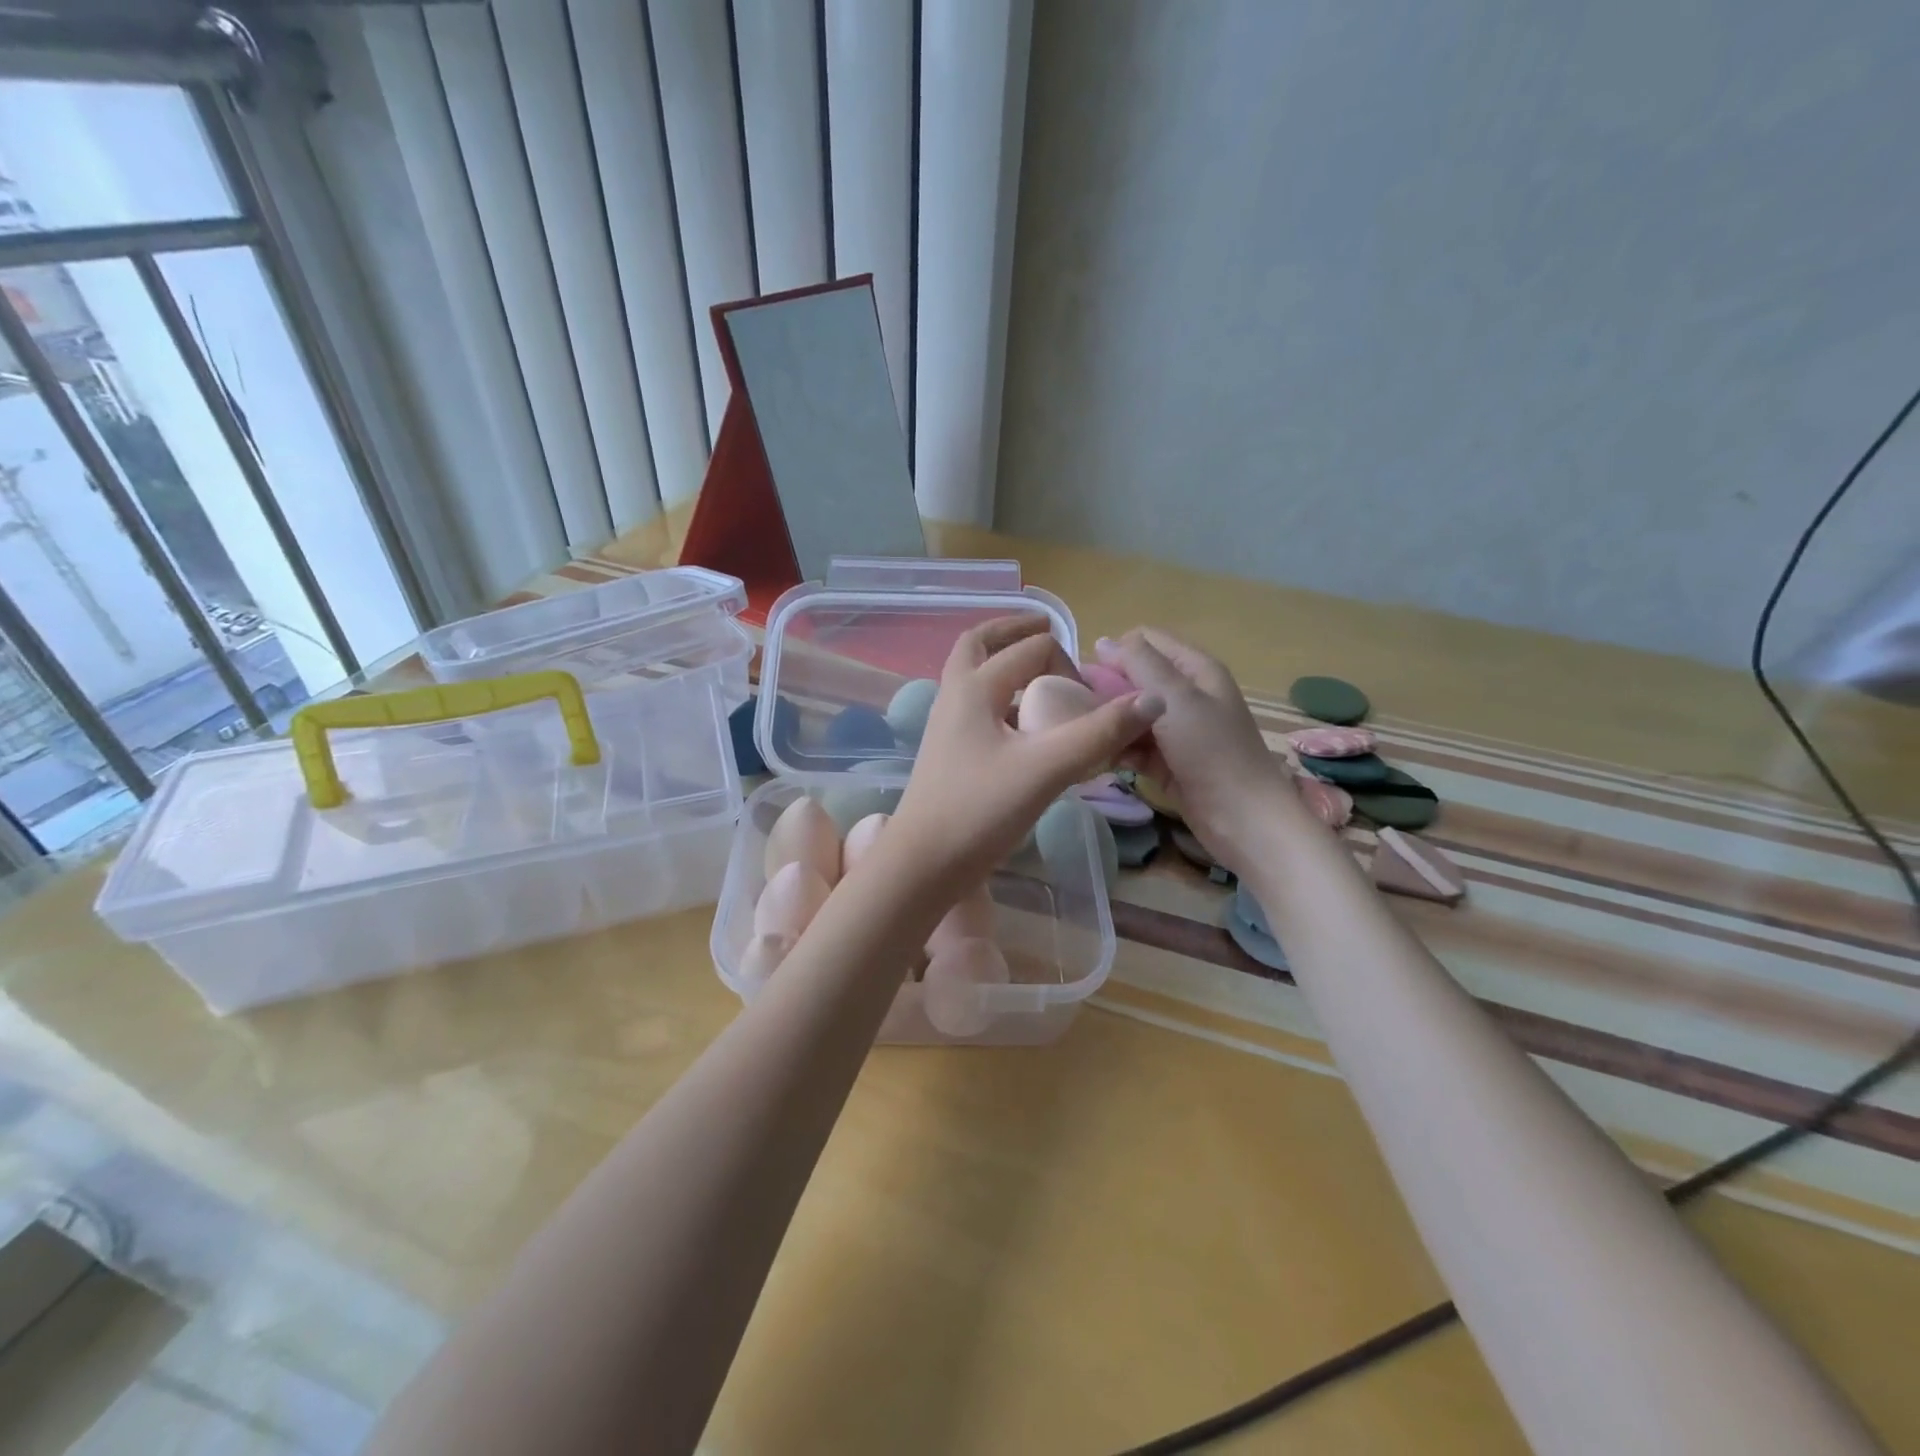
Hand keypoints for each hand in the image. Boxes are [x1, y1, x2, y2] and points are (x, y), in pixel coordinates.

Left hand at [890, 616, 1165, 886]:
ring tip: (1040, 673)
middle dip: (1015, 632)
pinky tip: (1025, 727)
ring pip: (973, 676)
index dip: (1068, 665)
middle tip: (1047, 628)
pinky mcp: (948, 753)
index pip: (1030, 649)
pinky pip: (977, 708)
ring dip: (1004, 663)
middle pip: (980, 644)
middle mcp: (954, 696)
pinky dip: (1002, 699)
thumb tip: (1153, 700)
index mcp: (973, 687)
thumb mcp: (1046, 769)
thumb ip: (1098, 733)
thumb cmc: (979, 811)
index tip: (1089, 704)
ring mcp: (946, 726)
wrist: (922, 865)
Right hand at [1095, 628, 1302, 871]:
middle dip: (1108, 690)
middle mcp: (1186, 695)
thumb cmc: (1211, 751)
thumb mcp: (1175, 698)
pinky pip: (1134, 746)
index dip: (1116, 652)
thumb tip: (1103, 640)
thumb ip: (1139, 664)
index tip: (1087, 675)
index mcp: (1195, 670)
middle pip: (1136, 679)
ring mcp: (1177, 731)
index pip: (1146, 641)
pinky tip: (1096, 755)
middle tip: (1077, 707)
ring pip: (1132, 715)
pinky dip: (1118, 749)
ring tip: (1082, 732)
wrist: (1241, 818)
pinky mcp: (1167, 761)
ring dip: (1110, 722)